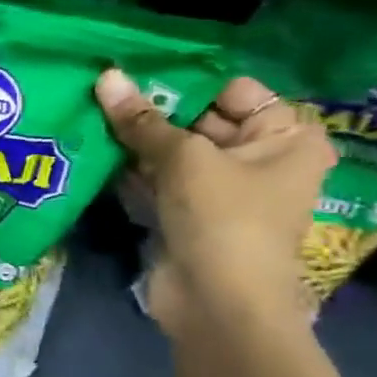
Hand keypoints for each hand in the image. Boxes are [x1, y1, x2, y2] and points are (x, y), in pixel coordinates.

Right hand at [96, 69, 334, 334]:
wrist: (217, 304)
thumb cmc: (223, 218)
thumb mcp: (183, 159)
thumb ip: (142, 120)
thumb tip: (106, 76)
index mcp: (285, 137)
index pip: (233, 91)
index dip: (186, 82)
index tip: (135, 72)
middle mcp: (260, 159)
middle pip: (200, 120)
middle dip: (154, 112)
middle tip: (104, 92)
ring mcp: (223, 191)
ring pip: (175, 153)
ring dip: (137, 142)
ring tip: (91, 114)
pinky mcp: (190, 216)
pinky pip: (160, 182)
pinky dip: (134, 171)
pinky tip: (96, 153)